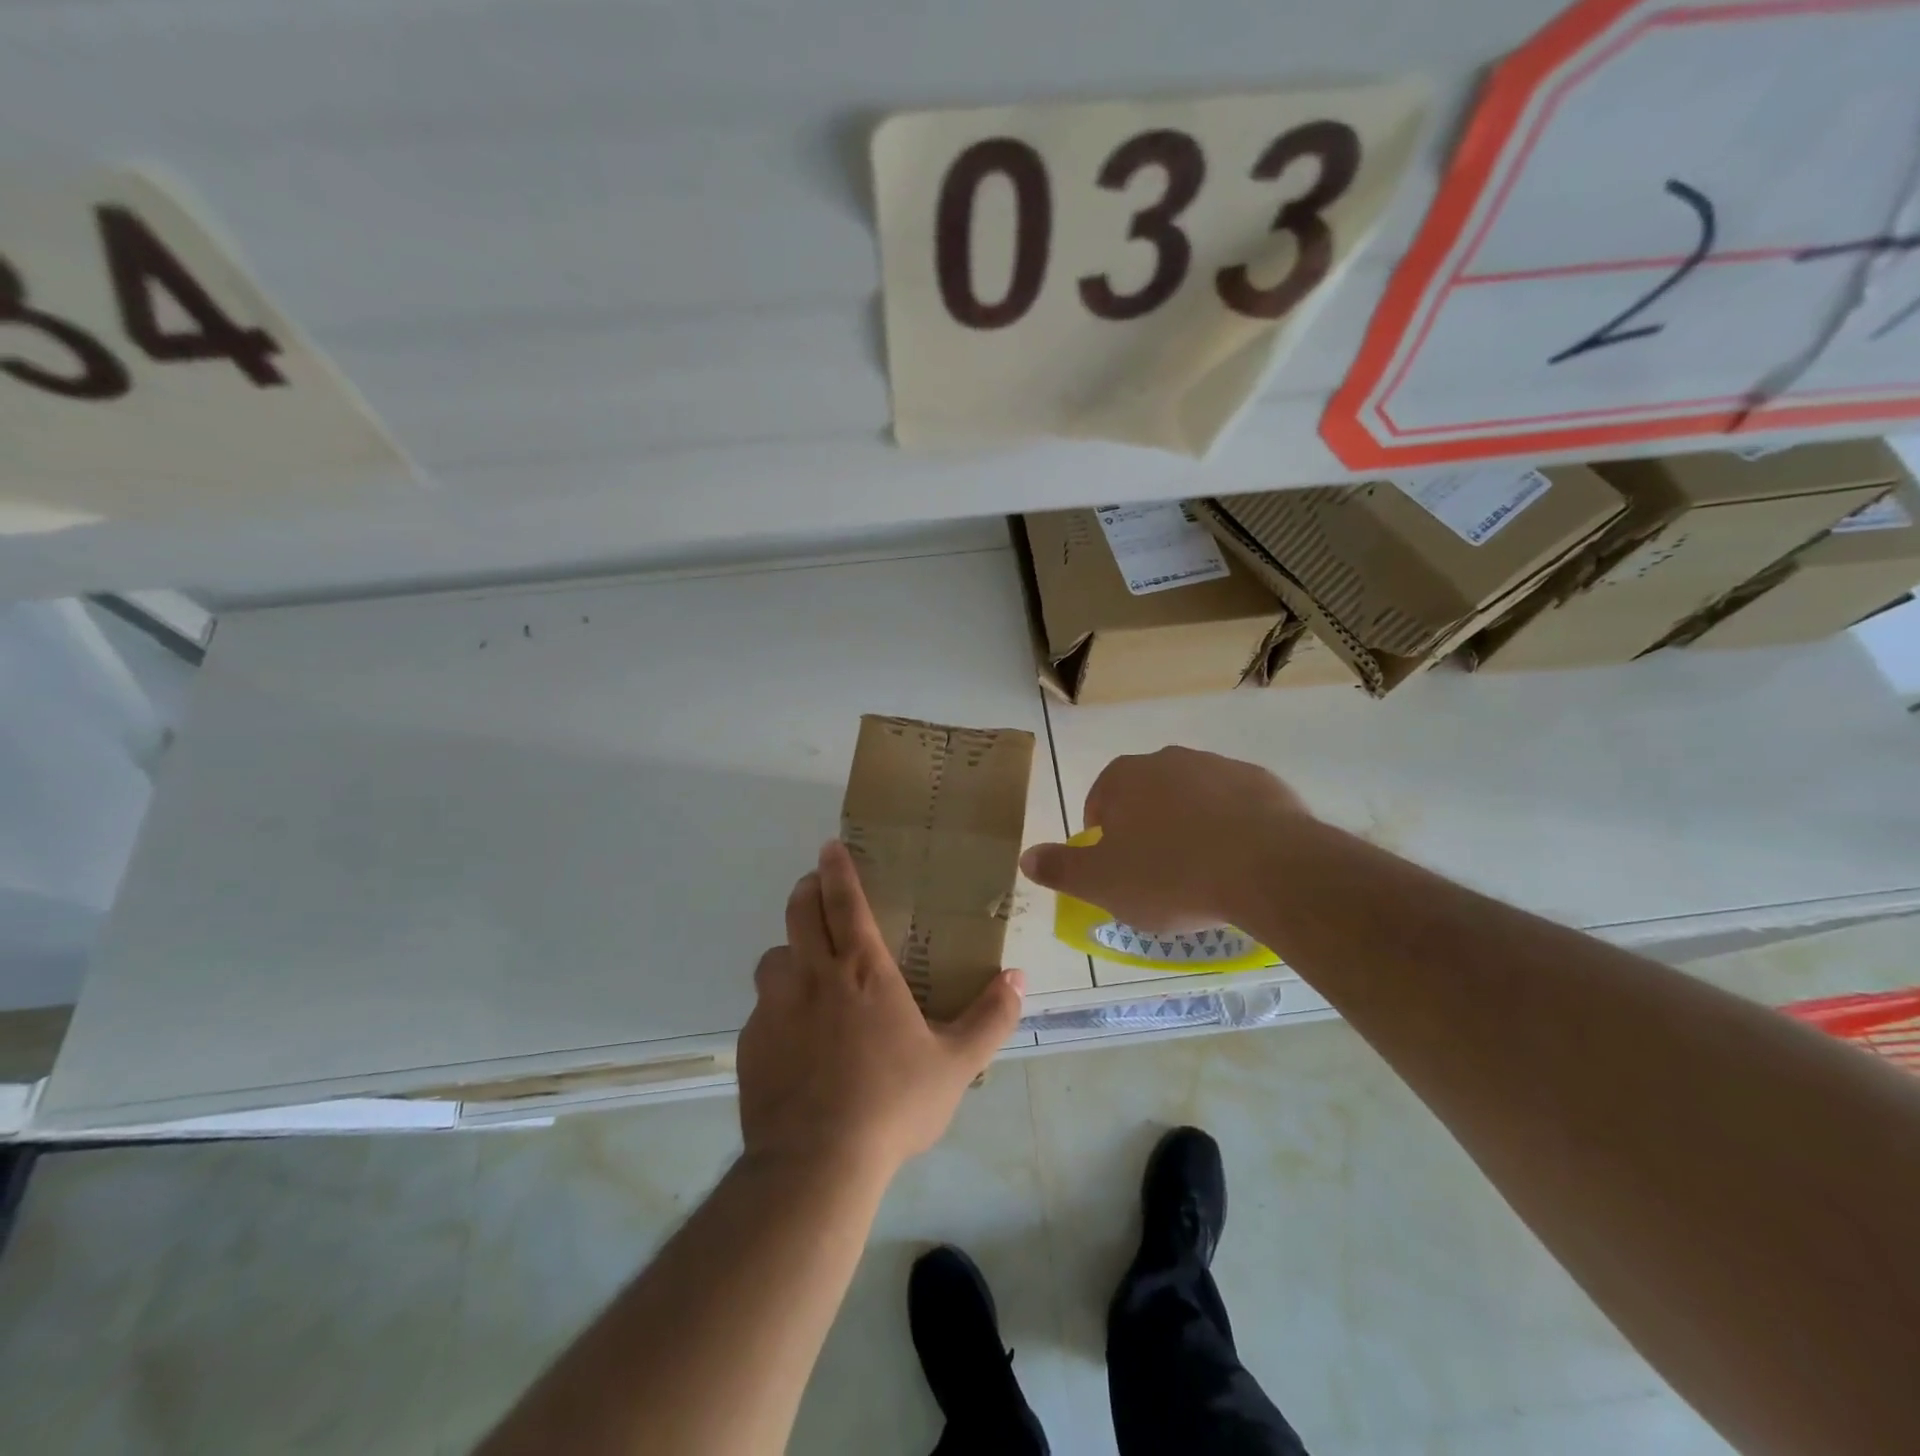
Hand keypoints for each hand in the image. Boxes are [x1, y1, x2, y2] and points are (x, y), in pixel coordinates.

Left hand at [737, 840, 1025, 1179]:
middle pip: (799, 912)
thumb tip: (1017, 978)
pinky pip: (762, 1009)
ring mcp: (776, 1008)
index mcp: (863, 971)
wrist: (816, 1164)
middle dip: (806, 890)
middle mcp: (813, 976)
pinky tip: (793, 1038)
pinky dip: (777, 1006)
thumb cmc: (892, 1104)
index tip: (829, 846)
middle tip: (815, 888)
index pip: (844, 901)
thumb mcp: (956, 1065)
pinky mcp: (751, 1043)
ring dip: (789, 950)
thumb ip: (991, 1018)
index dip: (836, 869)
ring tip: (804, 968)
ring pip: (774, 958)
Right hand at [1019, 746, 1311, 933]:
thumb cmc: (1170, 875)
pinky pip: (1235, 807)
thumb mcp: (1102, 883)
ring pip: (1192, 799)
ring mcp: (1219, 766)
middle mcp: (1169, 760)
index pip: (1100, 802)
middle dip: (1147, 830)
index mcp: (1124, 777)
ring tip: (1202, 872)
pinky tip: (1239, 863)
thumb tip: (1026, 858)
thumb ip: (1060, 868)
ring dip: (1190, 827)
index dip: (1104, 839)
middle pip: (1146, 797)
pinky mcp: (1263, 782)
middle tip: (1159, 875)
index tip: (1120, 871)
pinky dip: (1231, 829)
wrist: (1266, 868)